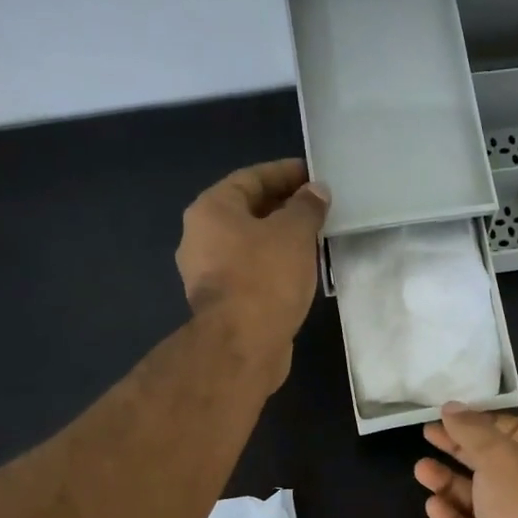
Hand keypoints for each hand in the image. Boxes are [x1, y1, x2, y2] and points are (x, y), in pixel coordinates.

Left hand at [176, 159, 329, 385]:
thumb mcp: (294, 233)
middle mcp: (200, 237)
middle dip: (282, 208)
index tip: (313, 176)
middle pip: (246, 212)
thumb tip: (315, 192)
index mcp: (211, 209)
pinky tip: (297, 272)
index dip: (285, 173)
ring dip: (278, 240)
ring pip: (248, 245)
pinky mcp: (220, 304)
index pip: (251, 178)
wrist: (242, 344)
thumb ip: (306, 207)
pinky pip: (250, 273)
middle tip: (317, 209)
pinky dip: (272, 267)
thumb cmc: (265, 277)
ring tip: (313, 240)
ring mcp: (207, 274)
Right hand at [413, 407, 517, 517]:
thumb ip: (473, 431)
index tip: (450, 413)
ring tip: (420, 469)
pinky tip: (431, 504)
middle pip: (490, 462)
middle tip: (427, 433)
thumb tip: (451, 408)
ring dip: (448, 481)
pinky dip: (450, 516)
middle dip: (459, 447)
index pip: (514, 431)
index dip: (483, 420)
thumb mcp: (499, 457)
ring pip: (475, 497)